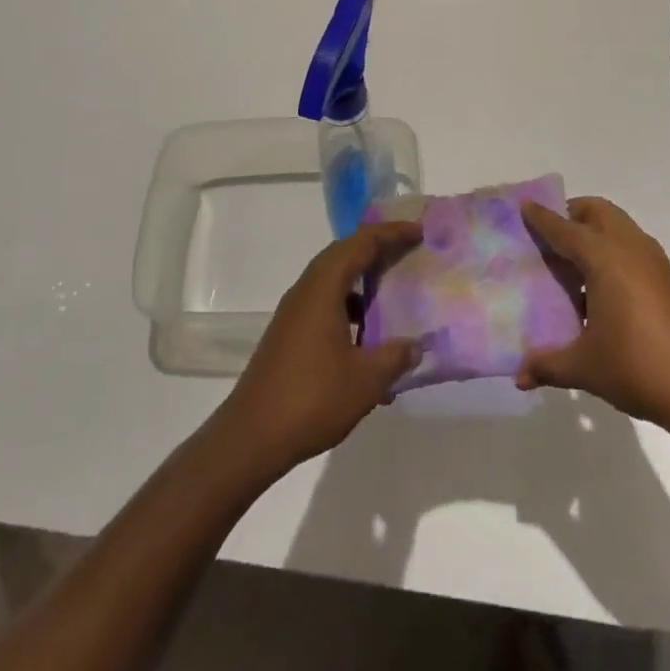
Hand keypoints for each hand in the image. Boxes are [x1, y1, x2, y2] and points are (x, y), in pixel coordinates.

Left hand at [211, 221, 419, 475]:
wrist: (250, 438)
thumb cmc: (311, 399)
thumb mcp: (366, 380)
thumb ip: (395, 357)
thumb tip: (416, 346)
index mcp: (323, 288)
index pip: (360, 243)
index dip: (391, 233)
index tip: (419, 232)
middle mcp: (306, 291)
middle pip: (344, 255)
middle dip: (377, 250)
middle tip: (409, 251)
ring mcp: (294, 314)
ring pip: (333, 282)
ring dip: (363, 282)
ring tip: (394, 295)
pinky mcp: (289, 335)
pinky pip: (325, 306)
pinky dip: (350, 311)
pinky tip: (368, 343)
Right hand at [517, 198, 669, 447]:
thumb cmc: (640, 367)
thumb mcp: (586, 368)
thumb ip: (549, 365)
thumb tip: (519, 375)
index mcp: (605, 258)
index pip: (565, 229)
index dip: (543, 218)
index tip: (525, 206)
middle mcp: (631, 249)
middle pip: (599, 212)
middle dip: (574, 213)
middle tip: (552, 233)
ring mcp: (656, 264)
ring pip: (621, 229)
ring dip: (597, 233)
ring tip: (575, 263)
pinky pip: (635, 250)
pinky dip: (615, 253)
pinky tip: (605, 291)